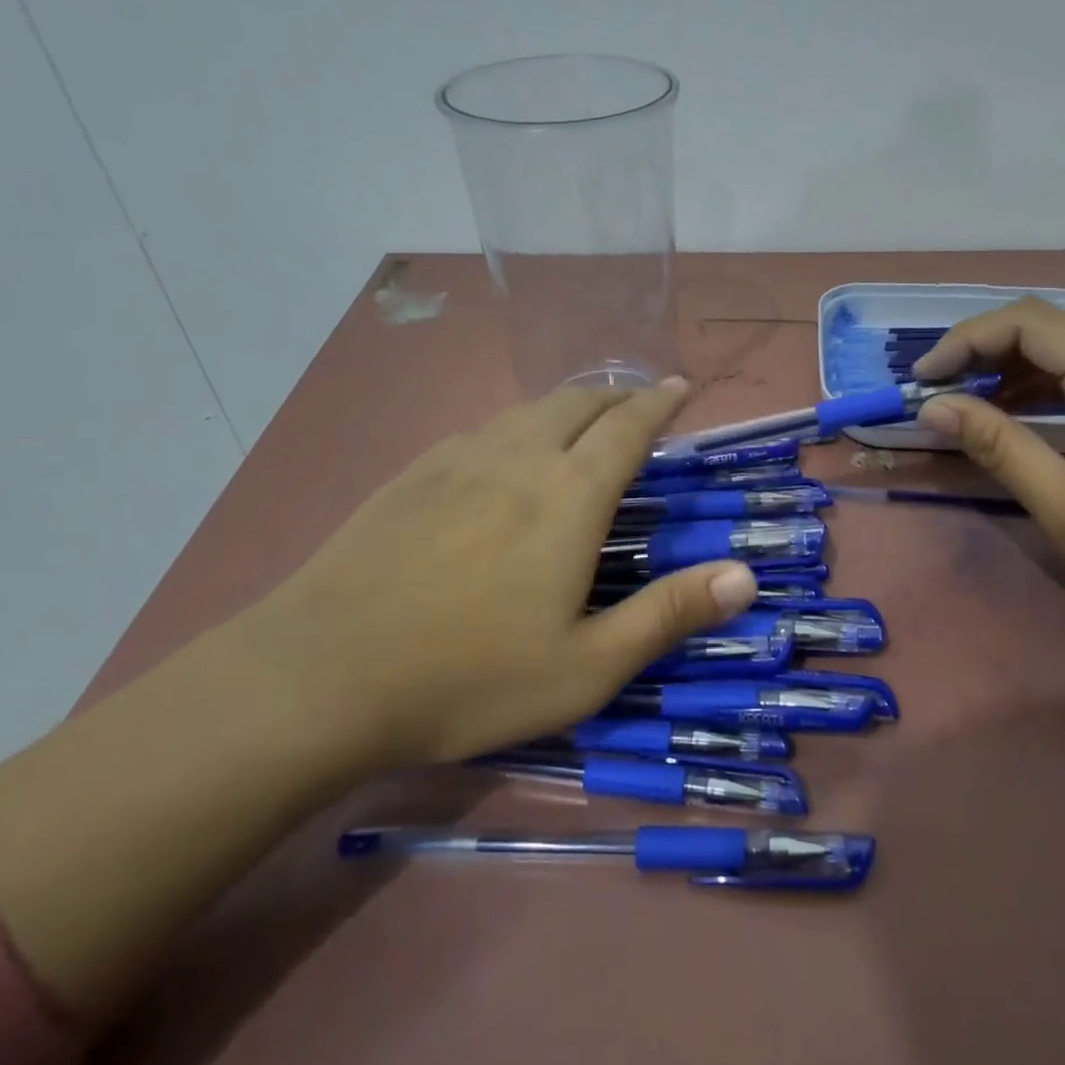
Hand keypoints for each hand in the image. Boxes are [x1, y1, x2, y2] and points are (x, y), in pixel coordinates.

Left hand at [244, 380, 756, 766]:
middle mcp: (517, 459)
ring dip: (565, 407)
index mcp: (568, 497)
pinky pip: (480, 431)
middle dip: (615, 395)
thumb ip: (669, 615)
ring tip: (581, 423)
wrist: (318, 676)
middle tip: (637, 405)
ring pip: (525, 411)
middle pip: (576, 402)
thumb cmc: (468, 678)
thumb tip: (746, 576)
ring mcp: (456, 461)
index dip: (658, 402)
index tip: (679, 385)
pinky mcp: (409, 477)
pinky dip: (514, 427)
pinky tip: (503, 455)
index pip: (627, 428)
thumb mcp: (587, 668)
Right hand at [913, 298, 1064, 616]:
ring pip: (1063, 348)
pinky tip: (1011, 415)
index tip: (923, 379)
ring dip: (1007, 369)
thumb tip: (934, 407)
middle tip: (935, 391)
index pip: (1027, 322)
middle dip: (980, 351)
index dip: (965, 340)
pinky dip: (1039, 387)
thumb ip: (997, 446)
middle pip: (1044, 327)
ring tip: (962, 404)